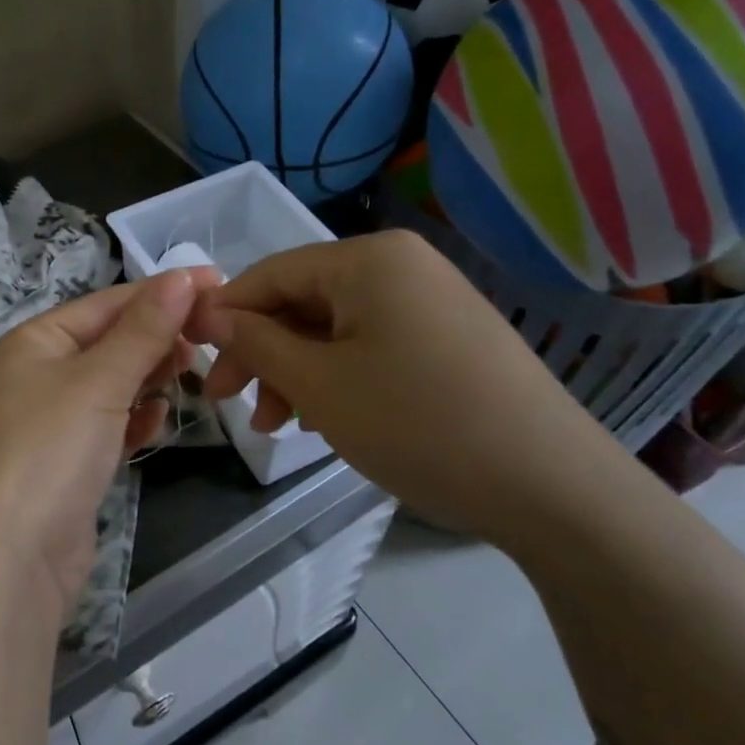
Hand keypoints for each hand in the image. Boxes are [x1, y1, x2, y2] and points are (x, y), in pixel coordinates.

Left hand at [0, 269, 221, 614]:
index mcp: (31, 342)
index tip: (219, 285)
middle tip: (211, 337)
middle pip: (105, 342)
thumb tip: (184, 275)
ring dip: (146, 376)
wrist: (2, 565)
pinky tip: (158, 421)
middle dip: (156, 336)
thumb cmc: (47, 451)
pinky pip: (103, 429)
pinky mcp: (60, 469)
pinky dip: (131, 420)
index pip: (105, 303)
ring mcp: (44, 426)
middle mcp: (31, 377)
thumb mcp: (97, 381)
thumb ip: (143, 330)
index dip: (161, 292)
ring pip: (107, 386)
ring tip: (190, 371)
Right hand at [186, 231, 619, 542]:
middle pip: (304, 302)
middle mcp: (401, 265)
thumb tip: (207, 312)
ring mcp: (432, 301)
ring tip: (281, 426)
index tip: (193, 360)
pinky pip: (373, 346)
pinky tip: (328, 420)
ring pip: (336, 329)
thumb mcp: (318, 384)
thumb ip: (255, 343)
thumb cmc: (416, 424)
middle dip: (263, 354)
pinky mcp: (450, 338)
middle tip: (235, 406)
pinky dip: (339, 378)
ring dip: (297, 373)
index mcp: (367, 259)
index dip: (225, 316)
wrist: (550, 485)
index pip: (270, 274)